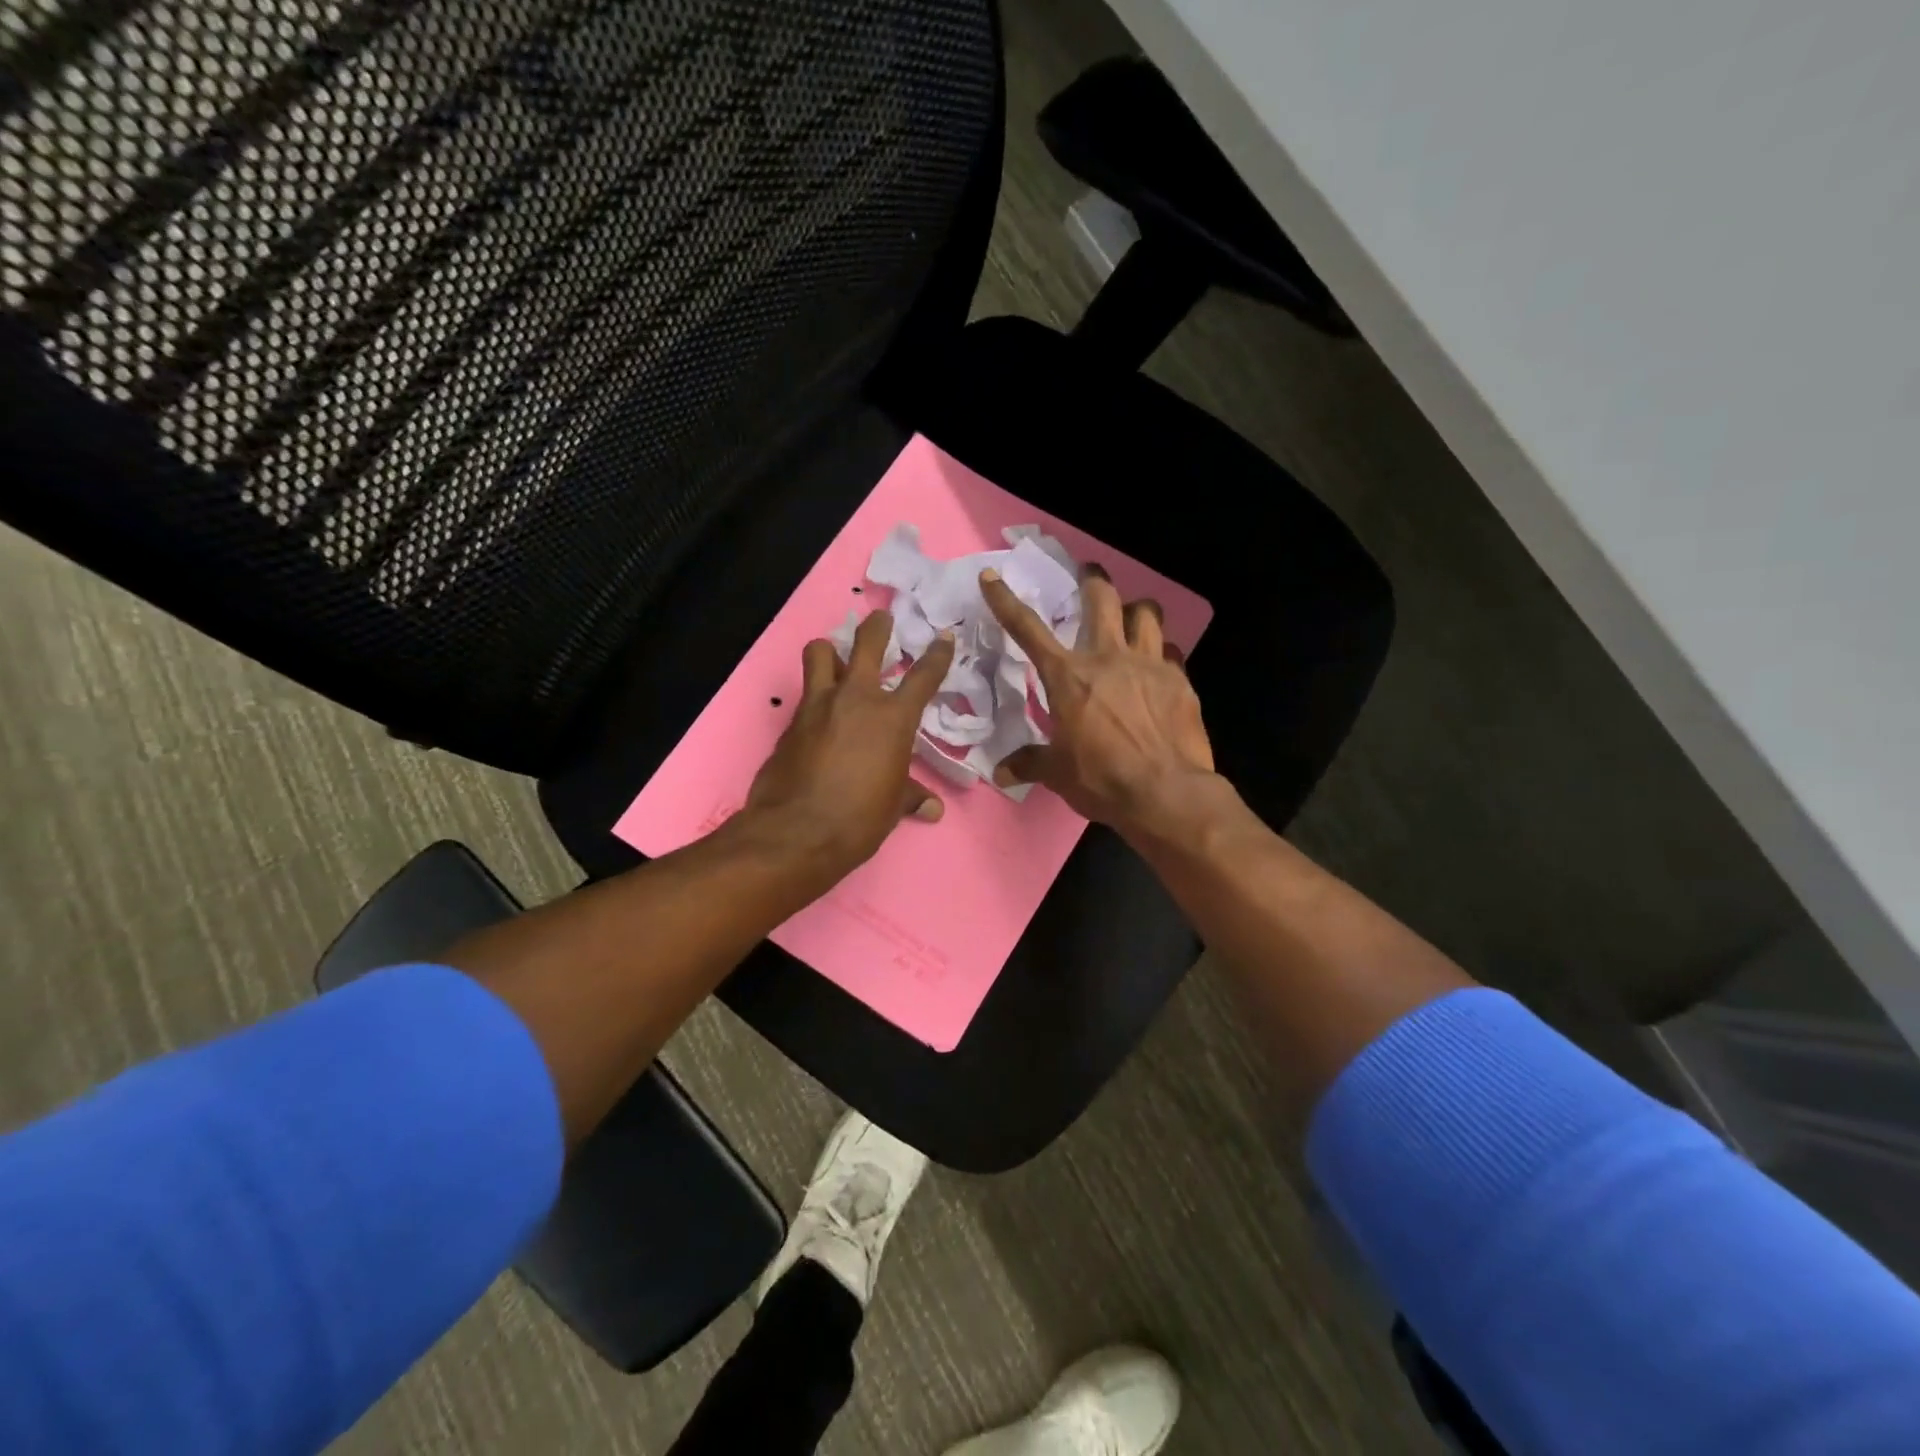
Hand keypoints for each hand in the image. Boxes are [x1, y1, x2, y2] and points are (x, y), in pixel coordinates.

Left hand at [744, 610, 954, 879]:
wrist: (797, 832)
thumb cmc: (859, 819)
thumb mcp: (892, 807)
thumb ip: (910, 796)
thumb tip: (932, 808)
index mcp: (893, 718)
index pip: (923, 676)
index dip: (937, 654)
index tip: (943, 638)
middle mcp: (856, 699)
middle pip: (867, 642)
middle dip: (878, 626)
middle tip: (882, 619)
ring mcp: (818, 705)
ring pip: (819, 652)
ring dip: (829, 651)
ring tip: (835, 660)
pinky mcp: (790, 721)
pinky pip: (804, 695)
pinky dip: (814, 697)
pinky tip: (818, 715)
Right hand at [979, 562, 1215, 838]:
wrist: (1165, 793)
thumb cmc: (1102, 779)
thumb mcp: (1058, 774)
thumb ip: (1030, 763)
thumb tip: (1001, 772)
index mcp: (1068, 676)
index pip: (1028, 630)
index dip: (1005, 601)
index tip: (992, 577)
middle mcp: (1107, 658)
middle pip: (1102, 599)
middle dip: (1093, 579)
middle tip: (1090, 574)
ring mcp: (1148, 664)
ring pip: (1146, 613)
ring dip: (1136, 609)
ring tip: (1132, 615)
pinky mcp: (1179, 680)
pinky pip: (1170, 651)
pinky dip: (1162, 651)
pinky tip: (1160, 665)